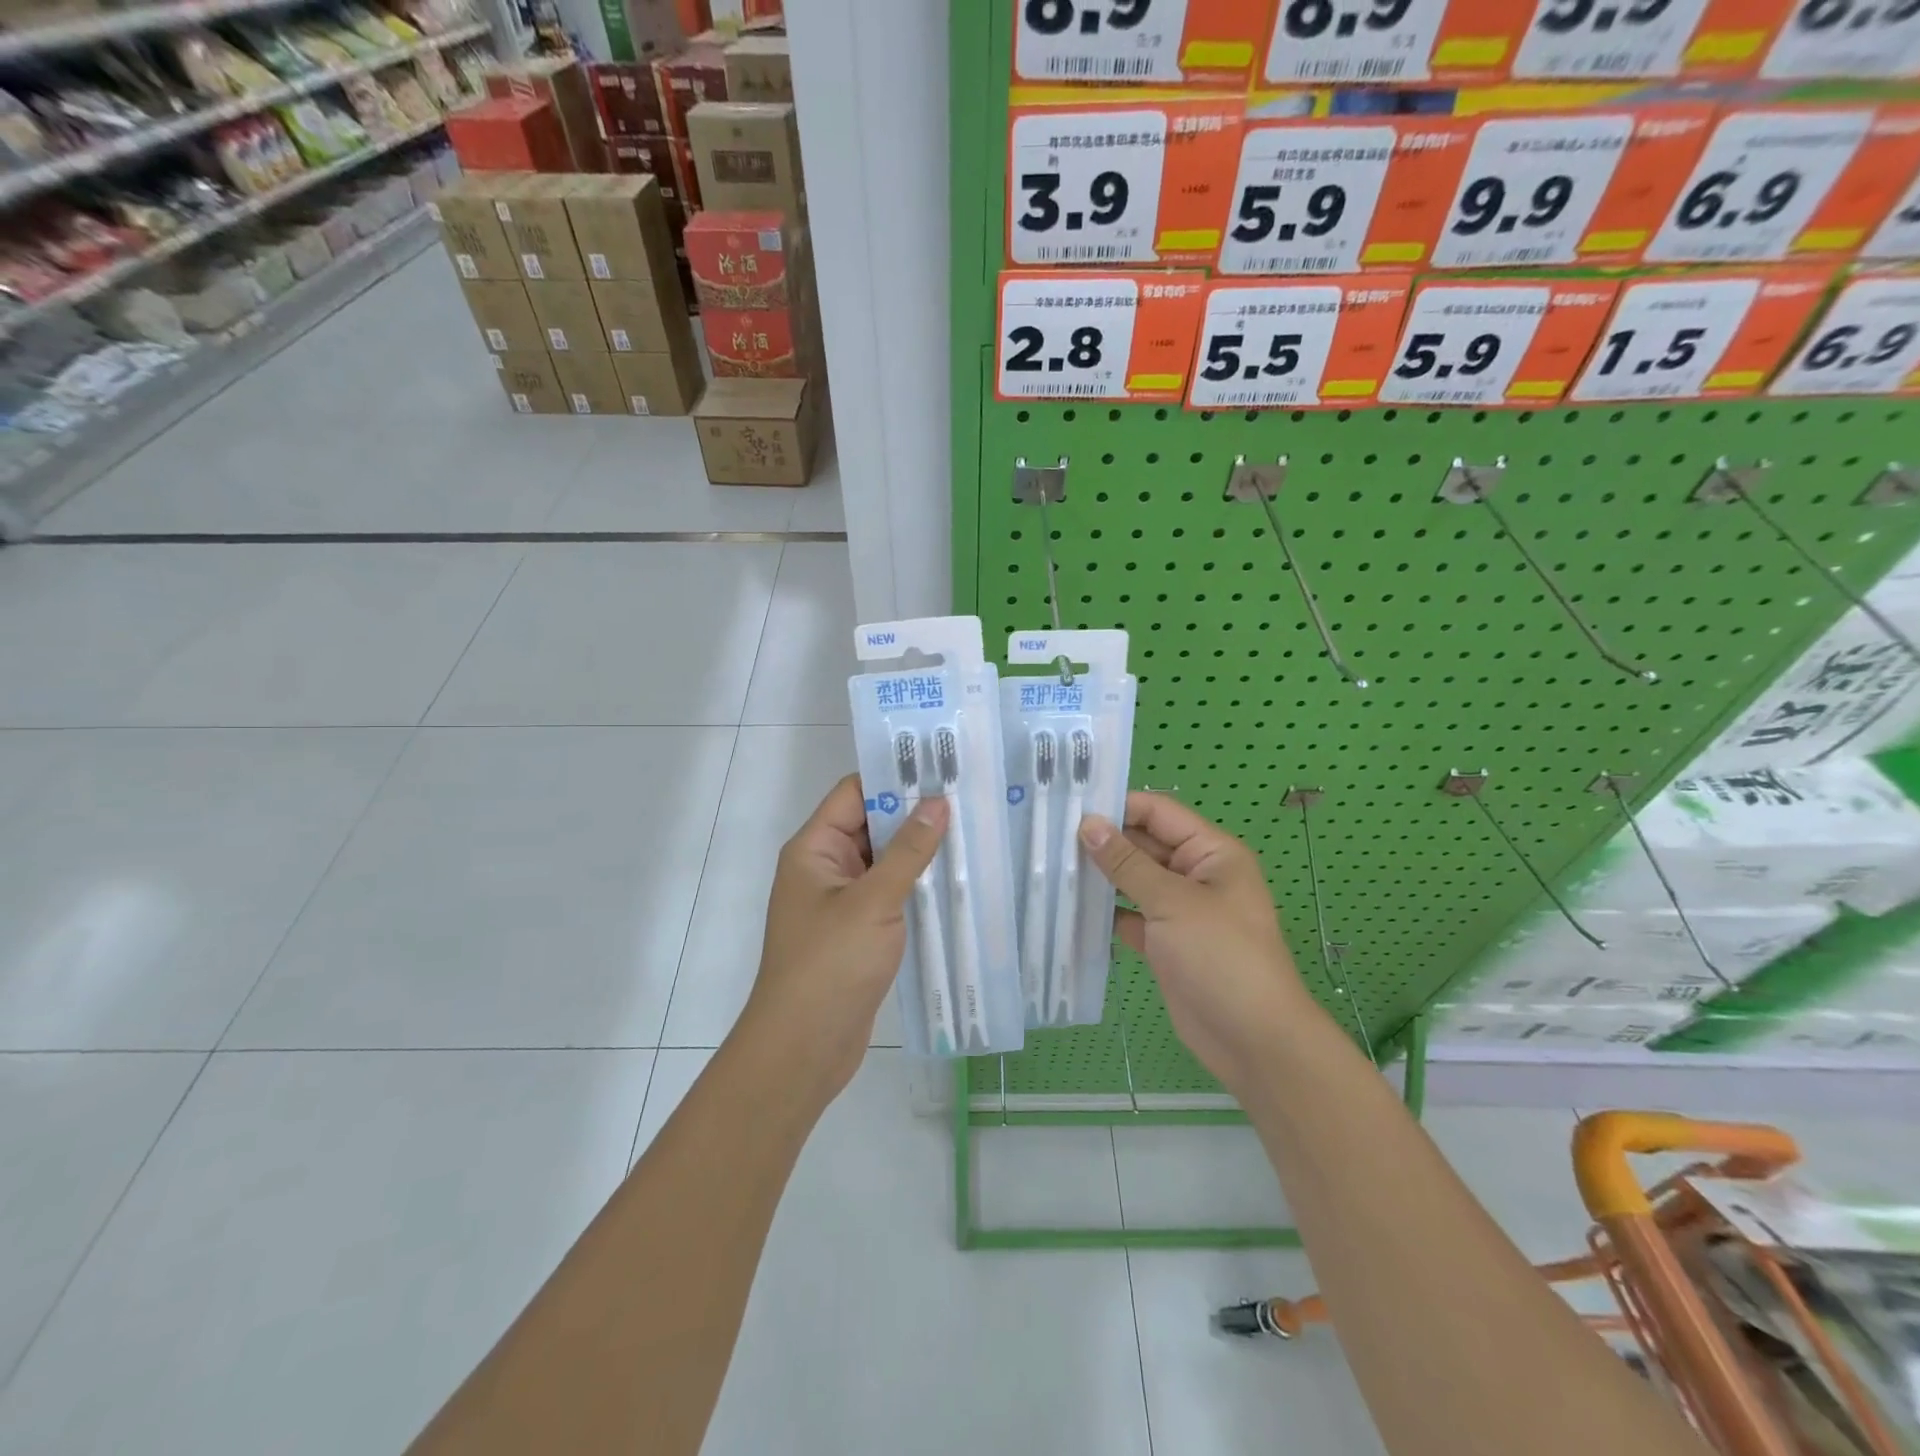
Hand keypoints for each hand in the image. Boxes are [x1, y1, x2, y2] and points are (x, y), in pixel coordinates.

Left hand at [739, 775, 948, 1106]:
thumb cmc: (830, 965)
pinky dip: (917, 886)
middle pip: (871, 825)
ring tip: (973, 833)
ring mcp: (842, 901)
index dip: (894, 777)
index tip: (942, 768)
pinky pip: (889, 894)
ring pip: (884, 862)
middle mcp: (825, 867)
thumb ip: (908, 852)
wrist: (802, 1048)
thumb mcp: (873, 902)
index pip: (854, 793)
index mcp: (815, 848)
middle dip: (915, 814)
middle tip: (968, 799)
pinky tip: (956, 882)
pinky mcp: (858, 931)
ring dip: (920, 852)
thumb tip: (938, 802)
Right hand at [1079, 793, 1316, 1097]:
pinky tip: (1068, 907)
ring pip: (1133, 881)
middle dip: (1102, 841)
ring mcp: (1179, 910)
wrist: (1253, 1040)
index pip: (1158, 812)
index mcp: (1211, 852)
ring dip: (1100, 876)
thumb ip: (1127, 862)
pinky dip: (1105, 912)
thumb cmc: (1221, 957)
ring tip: (1050, 866)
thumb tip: (1087, 824)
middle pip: (1143, 844)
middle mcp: (1195, 874)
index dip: (1118, 806)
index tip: (1070, 807)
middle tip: (1049, 837)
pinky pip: (1129, 915)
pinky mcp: (1164, 942)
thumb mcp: (1172, 902)